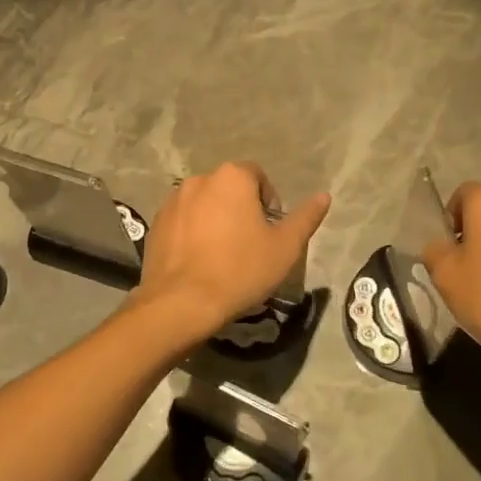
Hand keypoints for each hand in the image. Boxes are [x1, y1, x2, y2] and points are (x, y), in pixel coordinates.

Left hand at [127, 162, 330, 348]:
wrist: (182, 303)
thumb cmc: (241, 270)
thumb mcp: (285, 247)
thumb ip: (306, 217)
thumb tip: (324, 196)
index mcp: (232, 177)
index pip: (258, 177)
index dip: (269, 202)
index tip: (270, 231)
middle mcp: (200, 179)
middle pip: (229, 189)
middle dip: (241, 209)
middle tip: (250, 244)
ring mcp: (173, 200)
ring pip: (204, 204)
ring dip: (216, 219)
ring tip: (223, 254)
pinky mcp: (156, 223)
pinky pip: (183, 221)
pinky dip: (193, 232)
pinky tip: (199, 261)